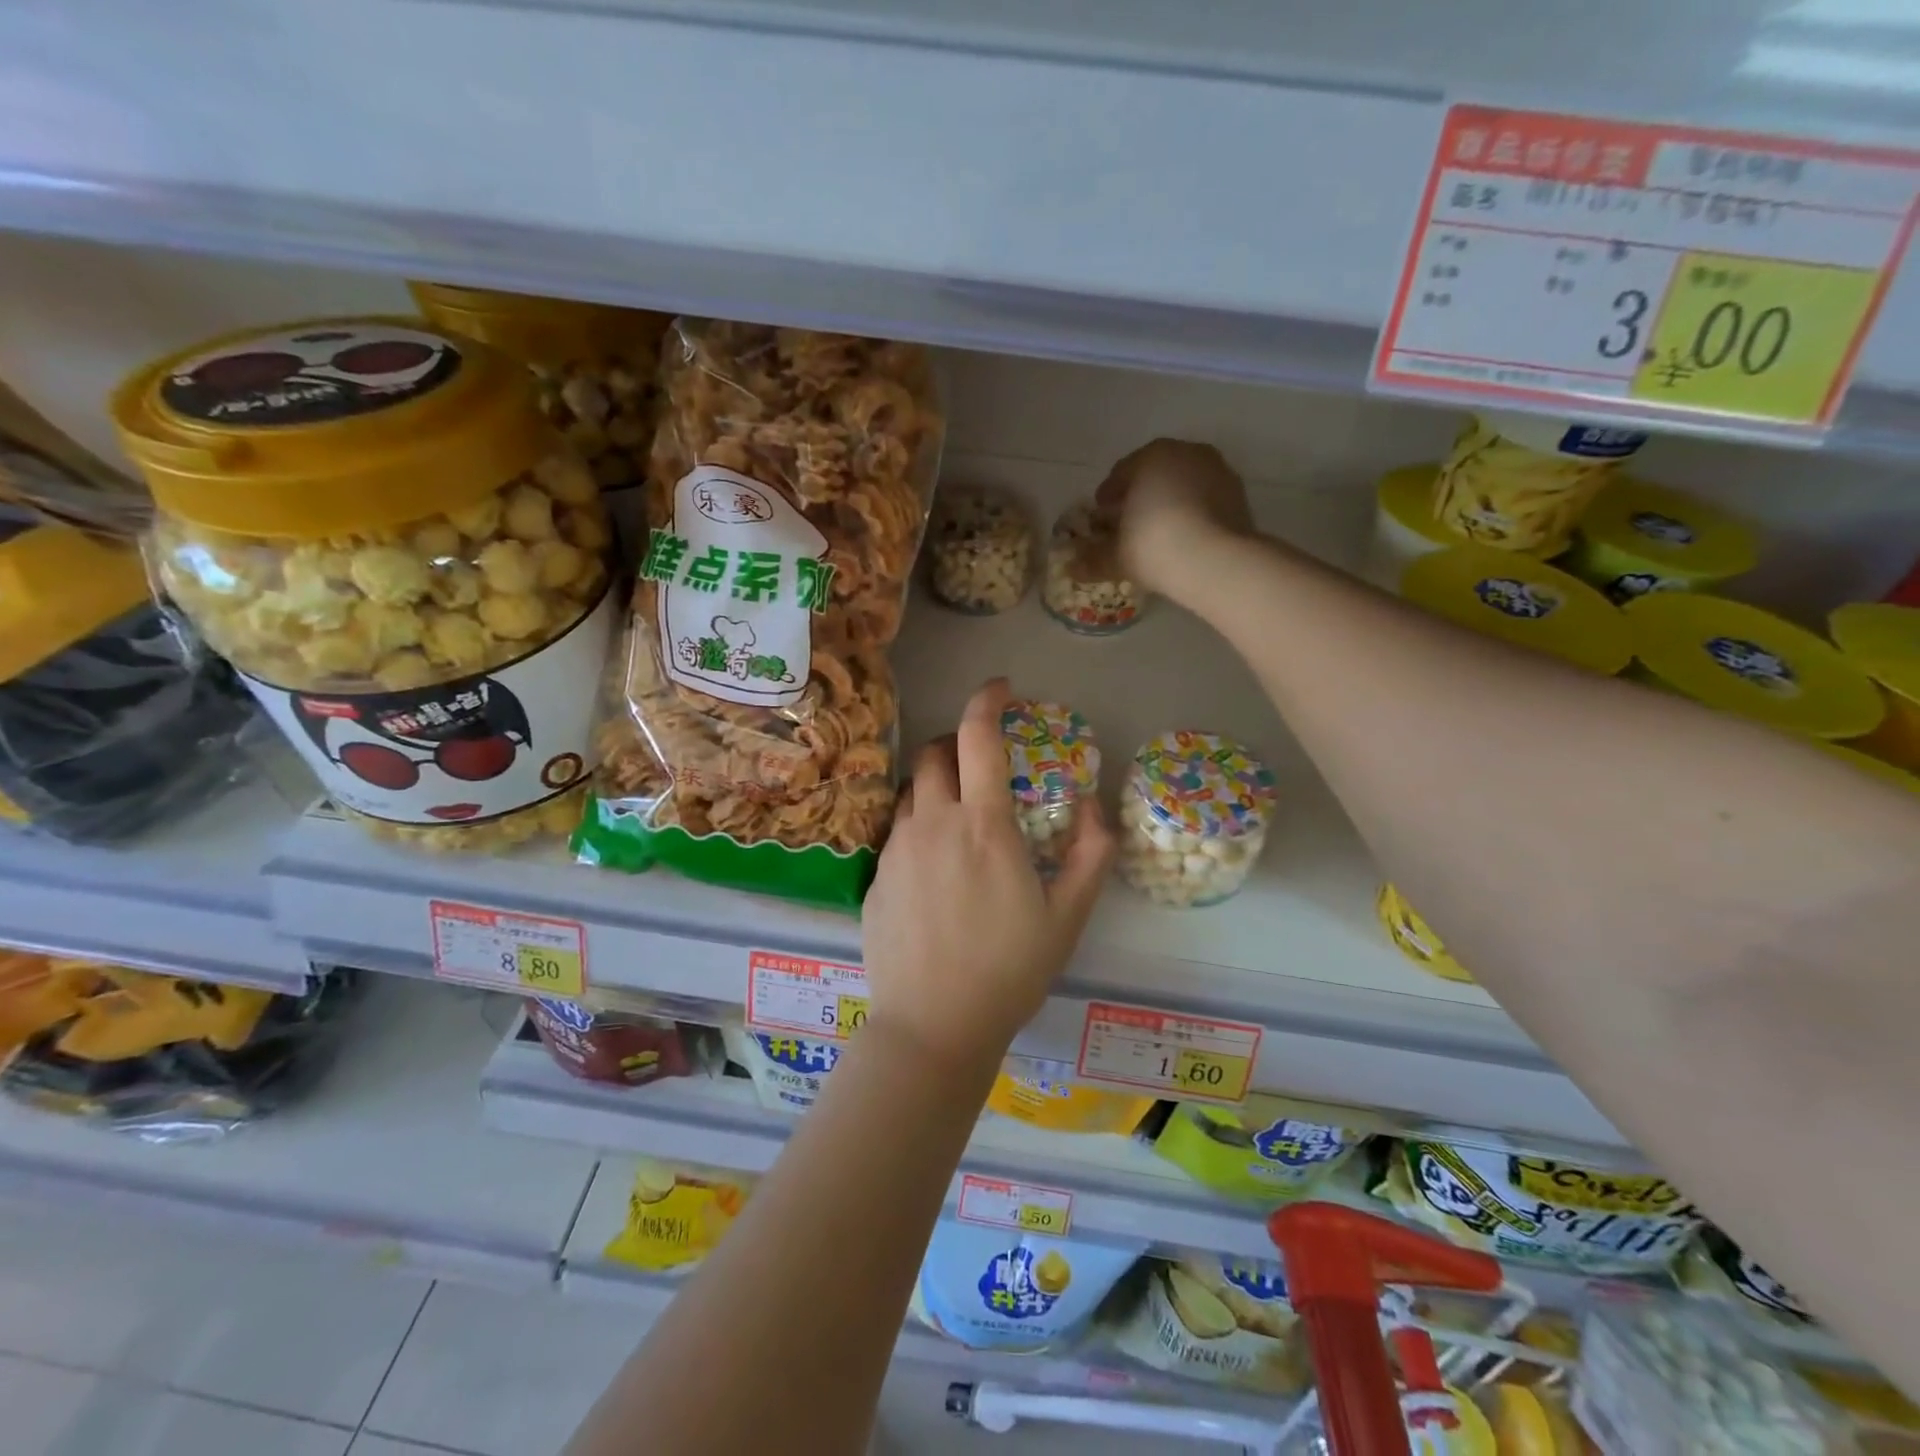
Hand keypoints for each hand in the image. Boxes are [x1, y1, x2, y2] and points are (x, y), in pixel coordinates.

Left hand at [861, 678, 1112, 1074]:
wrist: (933, 1025)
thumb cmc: (1009, 970)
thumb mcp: (1067, 916)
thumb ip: (1090, 853)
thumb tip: (1092, 805)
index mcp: (982, 825)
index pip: (978, 737)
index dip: (987, 701)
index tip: (1000, 689)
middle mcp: (932, 823)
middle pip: (934, 753)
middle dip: (957, 742)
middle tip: (981, 761)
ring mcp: (897, 849)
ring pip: (911, 791)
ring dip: (935, 783)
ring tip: (958, 813)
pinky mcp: (875, 877)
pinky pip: (897, 831)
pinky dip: (919, 825)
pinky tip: (935, 867)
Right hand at [1095, 439, 1253, 598]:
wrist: (1216, 560)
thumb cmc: (1154, 545)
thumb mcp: (1116, 556)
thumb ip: (1093, 558)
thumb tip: (1071, 568)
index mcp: (1151, 456)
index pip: (1121, 472)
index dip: (1108, 495)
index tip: (1102, 514)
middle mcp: (1186, 453)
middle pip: (1154, 473)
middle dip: (1140, 494)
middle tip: (1127, 522)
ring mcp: (1217, 471)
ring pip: (1183, 484)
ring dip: (1169, 501)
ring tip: (1158, 531)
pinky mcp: (1238, 494)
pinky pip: (1205, 499)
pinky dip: (1193, 512)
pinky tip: (1184, 536)